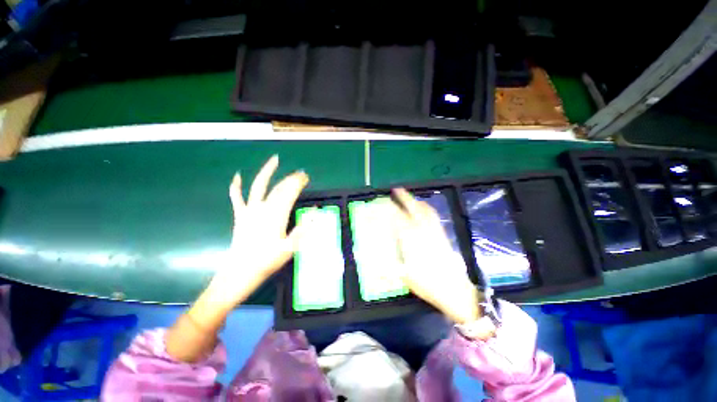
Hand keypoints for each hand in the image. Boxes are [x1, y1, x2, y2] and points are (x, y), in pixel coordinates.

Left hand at [167, 156, 308, 362]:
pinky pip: (237, 198)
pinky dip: (236, 186)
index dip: (298, 183)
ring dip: (267, 172)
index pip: (290, 193)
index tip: (306, 177)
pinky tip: (237, 176)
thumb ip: (304, 227)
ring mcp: (249, 211)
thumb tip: (315, 211)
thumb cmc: (268, 261)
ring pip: (259, 186)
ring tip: (274, 160)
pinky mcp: (240, 216)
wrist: (240, 273)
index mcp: (277, 215)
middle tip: (301, 174)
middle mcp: (263, 208)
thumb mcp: (291, 247)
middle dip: (291, 178)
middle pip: (278, 188)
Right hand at [390, 188, 479, 324]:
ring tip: (409, 197)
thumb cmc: (428, 284)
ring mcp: (435, 232)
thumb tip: (372, 265)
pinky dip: (427, 209)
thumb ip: (388, 268)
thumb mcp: (405, 277)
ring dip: (416, 201)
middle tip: (397, 190)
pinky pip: (434, 217)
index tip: (383, 202)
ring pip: (426, 211)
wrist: (454, 290)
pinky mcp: (442, 235)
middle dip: (404, 198)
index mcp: (413, 240)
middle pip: (414, 209)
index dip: (390, 209)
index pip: (399, 219)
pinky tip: (424, 210)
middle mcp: (424, 232)